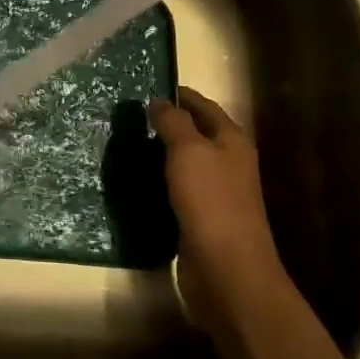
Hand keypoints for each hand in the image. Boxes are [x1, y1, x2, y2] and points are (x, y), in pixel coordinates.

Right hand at [150, 88, 285, 313]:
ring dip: (160, 152)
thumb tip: (158, 101)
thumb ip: (173, 122)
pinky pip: (177, 189)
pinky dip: (159, 180)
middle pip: (196, 133)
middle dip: (167, 123)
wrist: (227, 271)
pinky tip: (136, 178)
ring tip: (127, 142)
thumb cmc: (211, 201)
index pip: (204, 106)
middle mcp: (228, 163)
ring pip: (185, 162)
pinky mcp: (200, 218)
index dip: (180, 95)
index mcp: (232, 141)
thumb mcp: (189, 151)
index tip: (148, 87)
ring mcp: (215, 193)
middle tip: (130, 114)